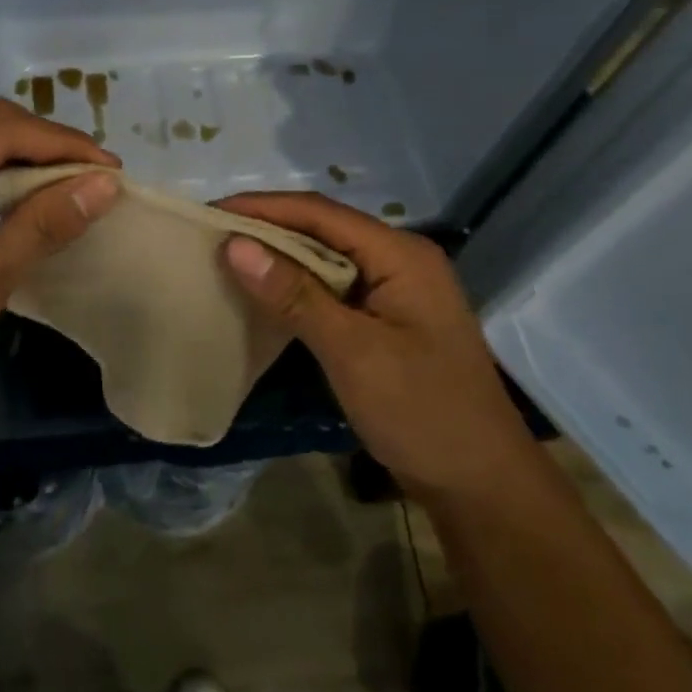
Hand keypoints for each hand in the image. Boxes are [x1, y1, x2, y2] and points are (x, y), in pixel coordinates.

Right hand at [215, 192, 521, 493]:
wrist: (481, 485)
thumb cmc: (421, 412)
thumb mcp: (353, 352)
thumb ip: (294, 295)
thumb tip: (234, 245)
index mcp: (401, 255)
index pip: (321, 213)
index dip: (263, 207)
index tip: (210, 211)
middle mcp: (399, 261)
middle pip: (323, 229)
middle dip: (267, 228)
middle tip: (210, 235)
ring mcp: (395, 292)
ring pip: (326, 259)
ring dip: (279, 258)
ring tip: (226, 259)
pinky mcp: (386, 321)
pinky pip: (333, 289)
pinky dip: (297, 288)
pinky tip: (264, 296)